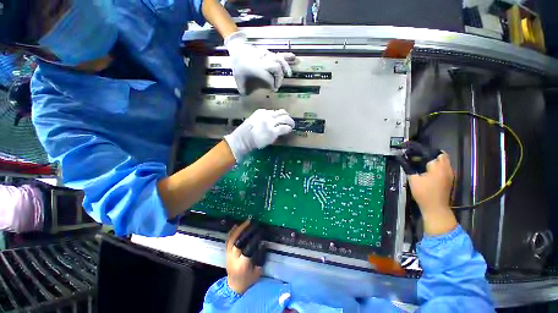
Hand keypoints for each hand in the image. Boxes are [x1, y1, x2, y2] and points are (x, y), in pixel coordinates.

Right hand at [224, 109, 294, 161]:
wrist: (243, 139)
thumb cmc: (246, 132)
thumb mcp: (253, 120)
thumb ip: (262, 119)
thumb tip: (270, 122)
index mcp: (262, 112)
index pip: (275, 111)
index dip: (280, 116)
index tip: (282, 120)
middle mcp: (267, 115)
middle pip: (282, 112)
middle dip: (287, 116)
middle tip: (290, 121)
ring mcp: (271, 123)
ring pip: (285, 119)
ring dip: (290, 122)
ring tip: (292, 125)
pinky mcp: (273, 132)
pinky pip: (284, 128)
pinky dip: (288, 128)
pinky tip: (289, 130)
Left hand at [225, 31, 296, 94]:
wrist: (237, 50)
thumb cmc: (238, 68)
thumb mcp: (239, 81)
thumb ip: (245, 91)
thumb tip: (250, 99)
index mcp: (254, 67)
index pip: (268, 76)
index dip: (272, 84)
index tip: (273, 90)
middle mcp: (262, 60)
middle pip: (275, 67)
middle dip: (279, 77)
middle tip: (277, 85)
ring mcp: (266, 55)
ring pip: (278, 59)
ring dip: (285, 67)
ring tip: (289, 74)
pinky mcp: (269, 53)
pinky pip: (279, 54)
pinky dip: (287, 57)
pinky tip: (294, 58)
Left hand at [226, 220, 265, 293]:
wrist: (234, 286)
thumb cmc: (248, 279)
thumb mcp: (258, 271)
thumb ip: (260, 257)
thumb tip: (263, 243)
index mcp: (242, 265)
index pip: (247, 249)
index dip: (254, 239)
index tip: (260, 231)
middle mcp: (233, 258)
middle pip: (238, 242)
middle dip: (246, 230)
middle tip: (253, 223)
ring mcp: (228, 254)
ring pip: (232, 239)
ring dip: (239, 229)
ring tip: (247, 221)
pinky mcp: (226, 252)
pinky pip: (228, 240)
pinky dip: (232, 231)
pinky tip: (237, 225)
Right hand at [408, 152, 453, 211]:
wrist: (435, 208)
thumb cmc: (423, 193)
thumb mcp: (412, 179)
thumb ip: (408, 167)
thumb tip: (400, 158)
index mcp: (438, 167)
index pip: (430, 152)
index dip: (420, 150)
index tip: (410, 150)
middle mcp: (446, 168)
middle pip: (440, 154)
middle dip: (428, 153)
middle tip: (416, 156)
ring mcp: (450, 174)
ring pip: (444, 160)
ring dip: (434, 159)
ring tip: (421, 162)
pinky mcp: (449, 179)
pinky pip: (445, 167)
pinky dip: (437, 165)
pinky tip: (428, 170)